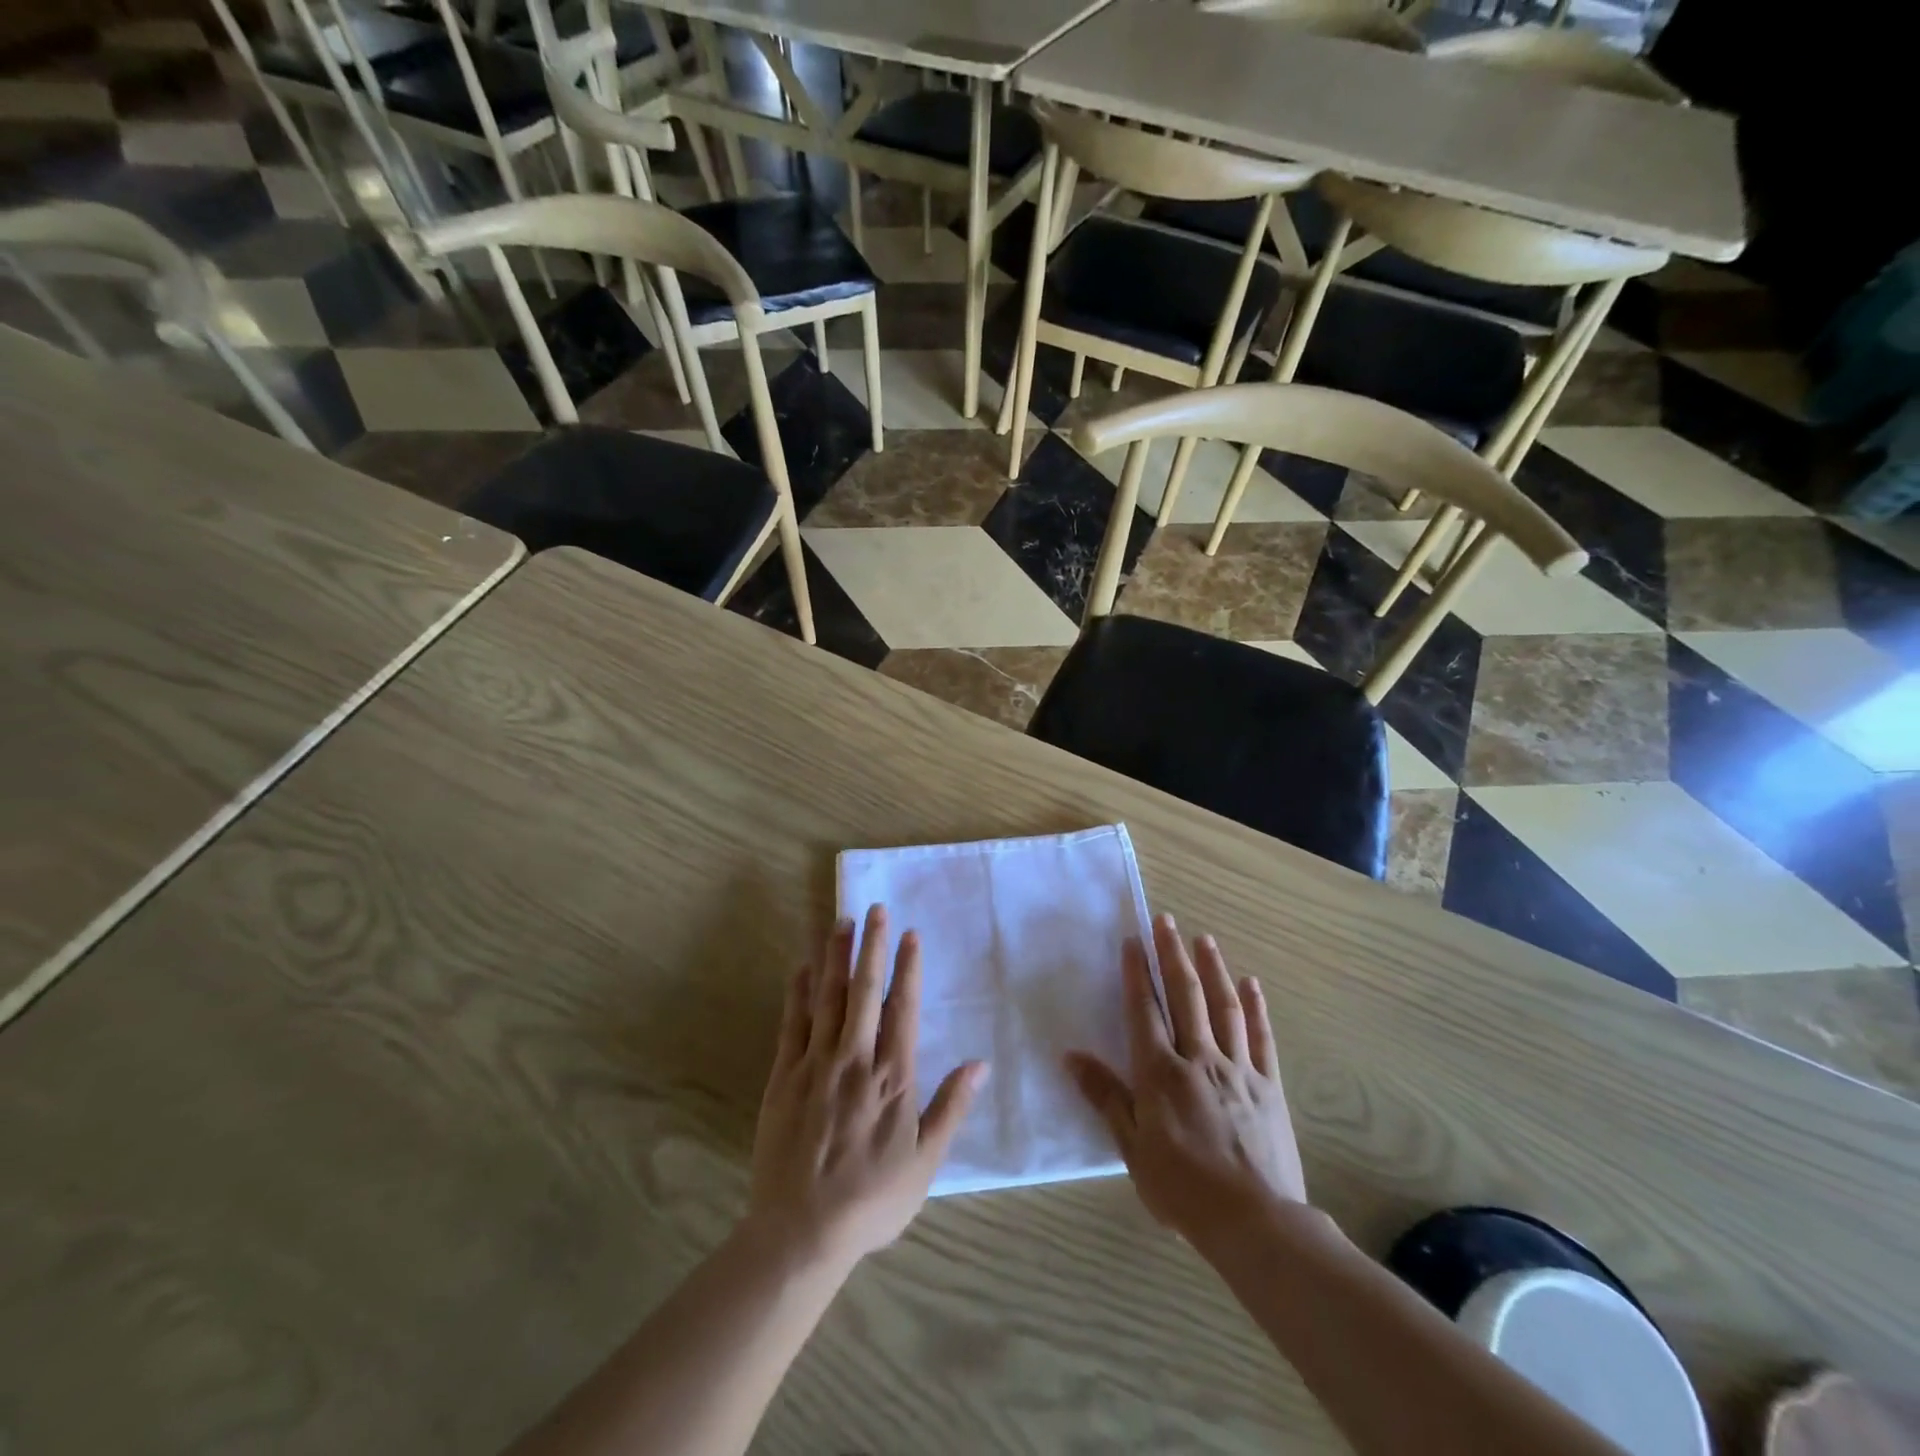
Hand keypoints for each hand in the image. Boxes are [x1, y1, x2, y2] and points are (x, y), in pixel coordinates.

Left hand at [748, 905, 987, 1272]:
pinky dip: (798, 993)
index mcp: (893, 1077)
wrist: (801, 1232)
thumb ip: (952, 1107)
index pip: (904, 1008)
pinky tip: (802, 968)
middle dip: (871, 947)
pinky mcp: (784, 1077)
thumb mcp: (926, 1161)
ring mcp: (816, 1064)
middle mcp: (855, 1059)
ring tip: (840, 923)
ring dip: (835, 958)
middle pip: (865, 991)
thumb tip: (980, 1063)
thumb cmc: (872, 1199)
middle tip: (875, 910)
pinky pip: (792, 1024)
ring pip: (828, 998)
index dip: (908, 968)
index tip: (910, 935)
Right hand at [1066, 913, 1306, 1252]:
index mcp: (1160, 1073)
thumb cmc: (1183, 1189)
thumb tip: (1072, 1056)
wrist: (1256, 1223)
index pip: (1144, 1010)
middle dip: (1172, 955)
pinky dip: (1255, 1008)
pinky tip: (1251, 984)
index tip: (1133, 940)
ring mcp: (1238, 1069)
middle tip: (1166, 921)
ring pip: (1223, 1008)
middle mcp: (1198, 1058)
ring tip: (1204, 940)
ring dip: (1213, 970)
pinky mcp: (1268, 1086)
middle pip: (1185, 996)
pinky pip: (1260, 1038)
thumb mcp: (1133, 1148)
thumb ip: (1105, 1097)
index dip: (1137, 973)